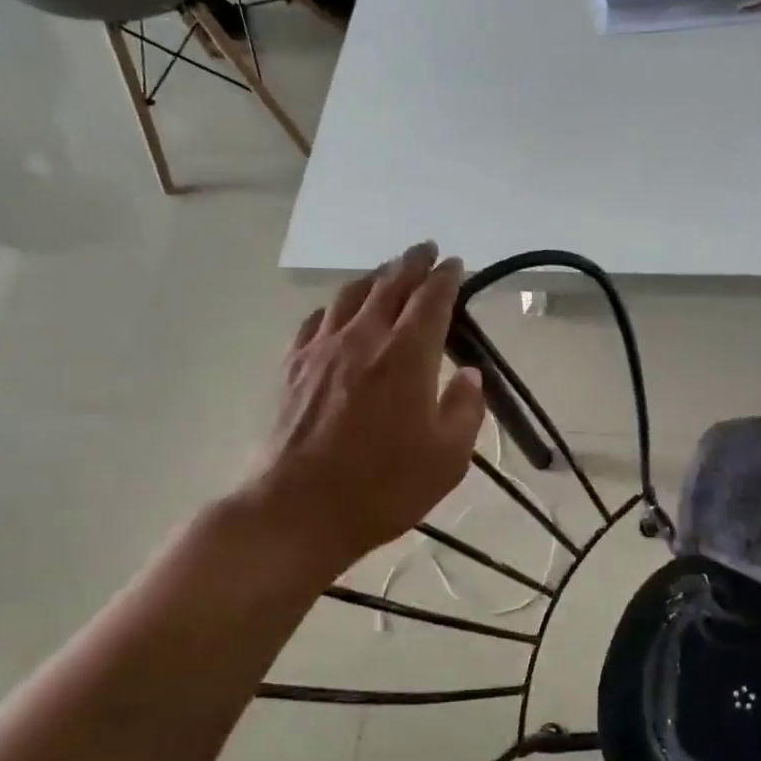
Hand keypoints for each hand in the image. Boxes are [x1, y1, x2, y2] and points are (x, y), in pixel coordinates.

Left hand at [238, 243, 485, 577]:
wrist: (296, 510)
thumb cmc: (382, 488)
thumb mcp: (447, 458)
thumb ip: (465, 409)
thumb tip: (467, 374)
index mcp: (407, 356)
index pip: (431, 300)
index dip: (446, 278)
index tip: (455, 264)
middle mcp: (364, 339)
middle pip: (390, 285)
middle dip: (411, 263)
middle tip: (426, 249)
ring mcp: (322, 350)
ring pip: (350, 295)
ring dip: (374, 277)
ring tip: (387, 271)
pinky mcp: (292, 368)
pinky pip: (317, 320)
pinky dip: (336, 306)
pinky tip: (339, 311)